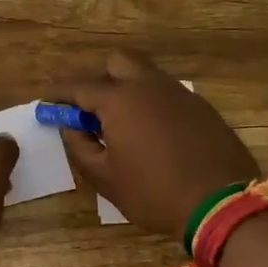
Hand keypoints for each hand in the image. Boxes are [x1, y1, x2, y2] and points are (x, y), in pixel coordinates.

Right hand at [53, 50, 260, 235]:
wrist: (221, 204)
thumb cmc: (153, 193)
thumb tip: (70, 127)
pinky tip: (152, 133)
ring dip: (127, 89)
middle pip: (117, 62)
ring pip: (145, 75)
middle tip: (89, 109)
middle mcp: (149, 86)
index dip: (59, 93)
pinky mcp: (201, 107)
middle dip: (98, 78)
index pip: (79, 87)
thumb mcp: (105, 177)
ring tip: (120, 123)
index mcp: (119, 101)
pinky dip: (151, 103)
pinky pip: (167, 94)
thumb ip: (80, 147)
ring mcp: (179, 94)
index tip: (46, 100)